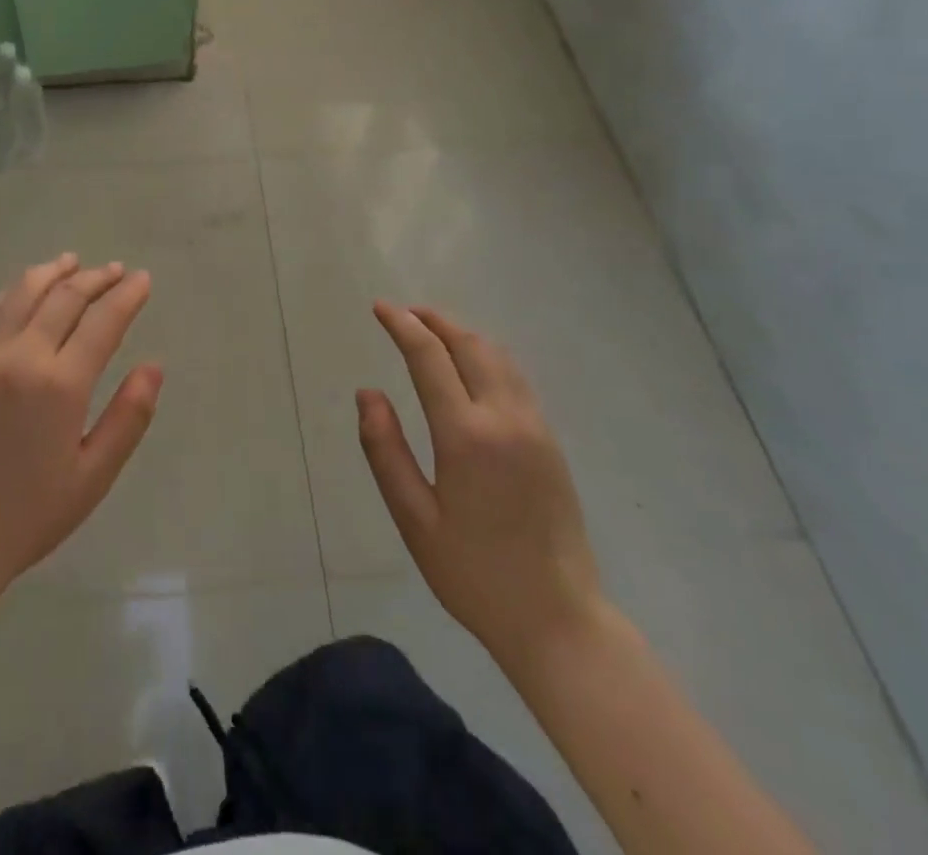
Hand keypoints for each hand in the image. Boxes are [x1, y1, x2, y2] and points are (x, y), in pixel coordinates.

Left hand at [0, 254, 162, 606]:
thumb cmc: (29, 513)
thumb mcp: (93, 475)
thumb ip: (128, 416)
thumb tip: (154, 366)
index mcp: (61, 384)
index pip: (103, 320)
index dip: (127, 295)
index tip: (143, 279)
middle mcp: (22, 355)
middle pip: (66, 296)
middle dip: (97, 278)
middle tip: (117, 271)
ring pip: (25, 291)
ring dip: (55, 272)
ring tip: (75, 264)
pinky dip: (19, 289)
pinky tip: (30, 288)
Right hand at [358, 303, 602, 675]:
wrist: (559, 620)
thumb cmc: (474, 575)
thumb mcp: (415, 519)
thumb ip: (385, 451)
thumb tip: (368, 394)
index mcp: (466, 435)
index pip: (429, 357)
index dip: (402, 325)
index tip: (380, 308)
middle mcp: (505, 418)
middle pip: (470, 344)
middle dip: (434, 320)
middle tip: (403, 313)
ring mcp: (535, 427)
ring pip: (498, 356)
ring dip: (462, 334)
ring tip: (432, 331)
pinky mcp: (551, 441)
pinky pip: (515, 378)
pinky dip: (486, 356)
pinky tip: (470, 367)